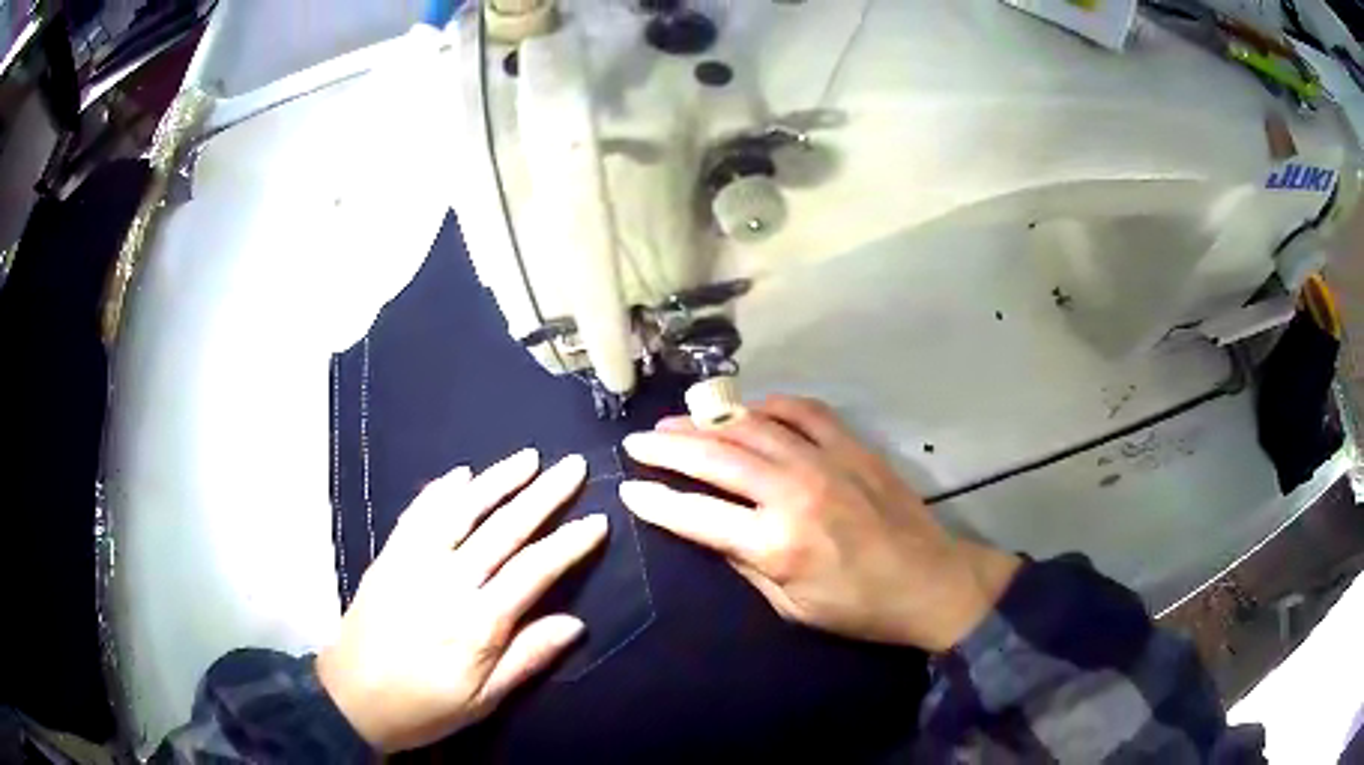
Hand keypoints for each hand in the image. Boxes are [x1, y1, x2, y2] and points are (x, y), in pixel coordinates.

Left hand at [317, 449, 607, 752]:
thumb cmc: (423, 706)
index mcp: (476, 623)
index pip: (533, 571)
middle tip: (572, 467)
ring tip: (528, 457)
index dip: (568, 544)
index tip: (597, 519)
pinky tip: (461, 474)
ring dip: (496, 480)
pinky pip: (417, 514)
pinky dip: (441, 491)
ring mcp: (413, 563)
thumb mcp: (483, 701)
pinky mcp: (389, 556)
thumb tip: (575, 624)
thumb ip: (527, 658)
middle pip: (501, 530)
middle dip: (542, 495)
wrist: (350, 697)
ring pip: (460, 511)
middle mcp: (446, 582)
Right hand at [619, 396, 1019, 652]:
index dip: (655, 500)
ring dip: (707, 422)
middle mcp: (794, 492)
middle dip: (667, 448)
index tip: (628, 488)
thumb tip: (710, 530)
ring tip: (677, 421)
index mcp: (776, 543)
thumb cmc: (859, 608)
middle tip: (637, 441)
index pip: (696, 514)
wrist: (931, 582)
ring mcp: (825, 461)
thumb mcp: (792, 607)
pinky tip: (749, 409)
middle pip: (715, 458)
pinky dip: (770, 405)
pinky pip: (803, 411)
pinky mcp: (852, 446)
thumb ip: (745, 564)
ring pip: (752, 427)